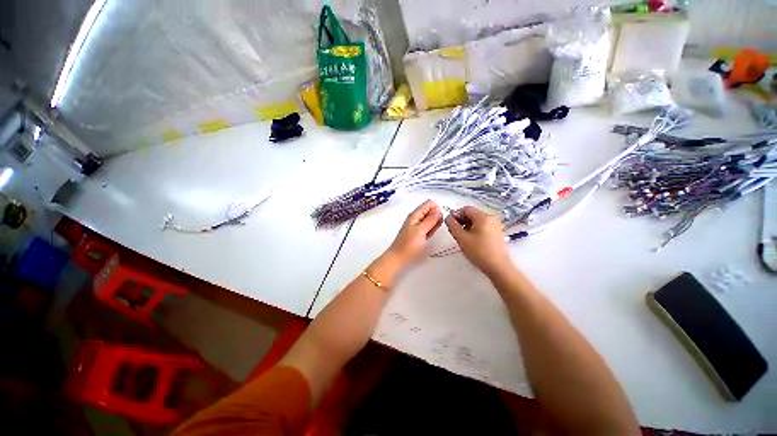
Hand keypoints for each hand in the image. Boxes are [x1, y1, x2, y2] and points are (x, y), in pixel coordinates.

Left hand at [386, 200, 441, 266]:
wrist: (398, 258)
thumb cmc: (408, 246)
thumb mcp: (421, 231)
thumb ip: (430, 219)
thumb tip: (438, 209)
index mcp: (415, 215)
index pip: (429, 203)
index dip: (437, 209)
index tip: (438, 219)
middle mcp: (416, 218)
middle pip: (431, 210)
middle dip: (436, 217)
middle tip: (433, 228)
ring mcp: (418, 226)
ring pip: (431, 219)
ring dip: (435, 224)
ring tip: (431, 233)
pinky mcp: (420, 233)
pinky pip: (429, 227)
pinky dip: (432, 230)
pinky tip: (430, 236)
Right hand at [445, 206, 512, 276]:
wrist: (498, 267)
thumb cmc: (479, 252)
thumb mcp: (462, 238)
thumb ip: (453, 226)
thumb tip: (448, 217)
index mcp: (483, 217)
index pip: (466, 209)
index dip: (456, 214)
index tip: (450, 223)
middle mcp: (492, 218)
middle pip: (473, 214)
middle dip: (462, 220)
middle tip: (455, 231)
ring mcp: (496, 226)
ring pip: (478, 221)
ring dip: (468, 226)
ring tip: (463, 237)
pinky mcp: (498, 234)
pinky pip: (484, 227)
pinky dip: (476, 230)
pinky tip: (472, 241)